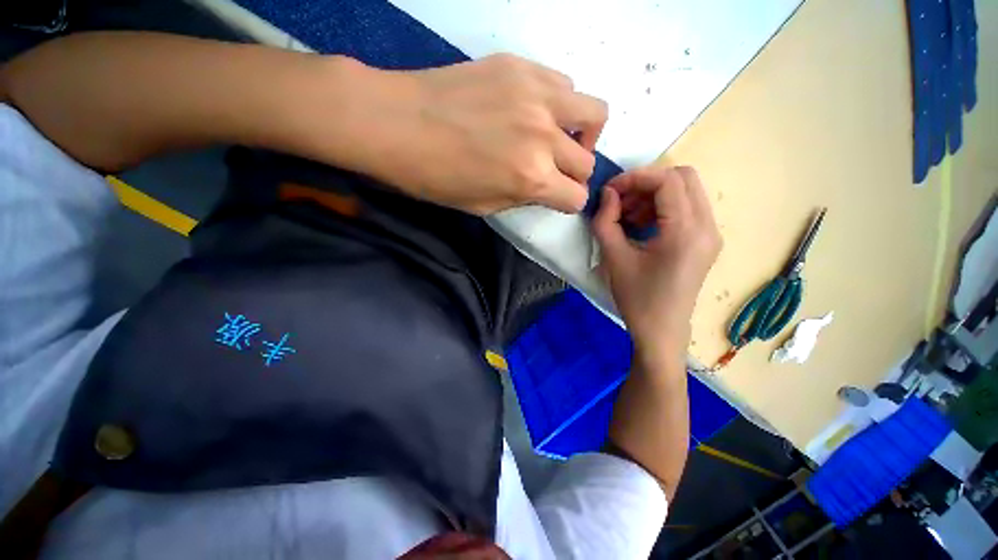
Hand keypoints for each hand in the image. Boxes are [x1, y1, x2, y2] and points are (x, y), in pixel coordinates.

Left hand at [365, 54, 607, 214]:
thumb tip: (544, 188)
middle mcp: (543, 136)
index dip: (567, 202)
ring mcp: (536, 95)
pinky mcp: (521, 66)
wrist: (395, 123)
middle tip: (555, 172)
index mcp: (531, 178)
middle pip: (587, 162)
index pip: (576, 197)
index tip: (557, 198)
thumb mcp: (483, 206)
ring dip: (581, 133)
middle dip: (574, 175)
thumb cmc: (435, 177)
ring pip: (594, 113)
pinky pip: (565, 84)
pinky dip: (561, 104)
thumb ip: (523, 197)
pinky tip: (537, 110)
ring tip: (557, 136)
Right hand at [592, 166, 721, 365]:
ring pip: (686, 191)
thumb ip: (605, 221)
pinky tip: (641, 226)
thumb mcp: (613, 258)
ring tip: (628, 216)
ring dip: (654, 195)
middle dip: (646, 183)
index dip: (635, 178)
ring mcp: (710, 234)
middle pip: (682, 178)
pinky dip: (662, 208)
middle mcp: (707, 226)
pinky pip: (687, 209)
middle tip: (620, 201)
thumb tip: (608, 194)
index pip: (667, 181)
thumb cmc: (637, 298)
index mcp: (686, 231)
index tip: (610, 190)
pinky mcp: (705, 241)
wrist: (661, 331)